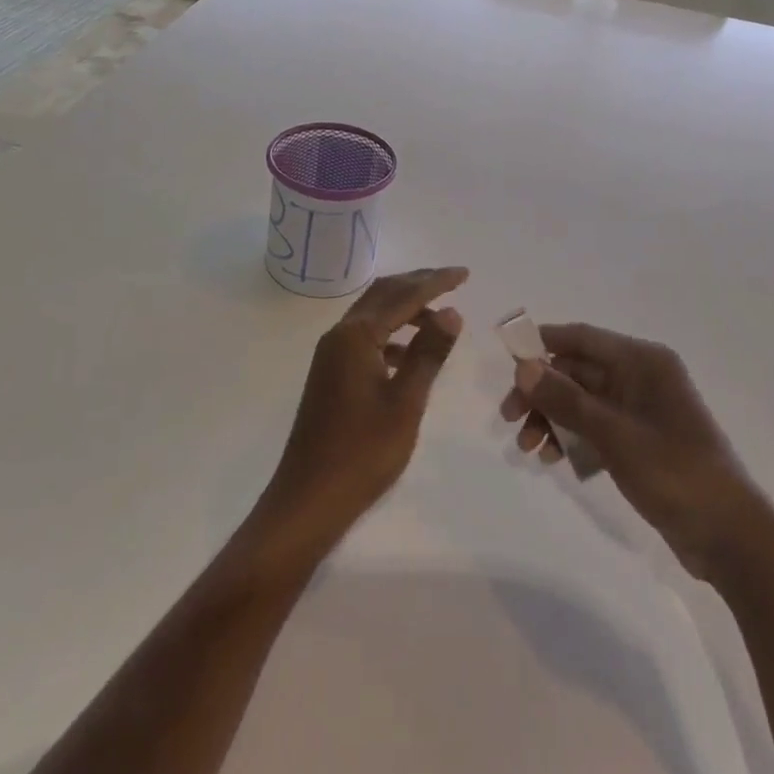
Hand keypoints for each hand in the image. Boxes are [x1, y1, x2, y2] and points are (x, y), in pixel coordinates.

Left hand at [252, 267, 468, 563]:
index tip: (465, 274)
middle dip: (418, 283)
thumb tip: (451, 311)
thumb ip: (428, 353)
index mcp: (356, 336)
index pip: (404, 295)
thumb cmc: (362, 453)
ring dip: (405, 308)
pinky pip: (365, 337)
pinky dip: (391, 333)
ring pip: (373, 314)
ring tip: (439, 318)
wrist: (308, 499)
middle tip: (453, 281)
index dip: (436, 282)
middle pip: (383, 294)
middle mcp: (340, 335)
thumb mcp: (406, 402)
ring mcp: (331, 354)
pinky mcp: (330, 373)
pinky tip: (409, 353)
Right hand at [501, 323, 763, 579]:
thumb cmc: (675, 473)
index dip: (543, 343)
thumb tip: (523, 367)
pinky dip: (572, 438)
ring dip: (552, 418)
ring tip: (527, 448)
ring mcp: (641, 410)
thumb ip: (566, 400)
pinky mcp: (640, 441)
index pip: (582, 338)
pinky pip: (595, 427)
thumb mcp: (615, 435)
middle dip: (542, 392)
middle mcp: (641, 377)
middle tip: (508, 417)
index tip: (507, 359)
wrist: (732, 538)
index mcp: (643, 361)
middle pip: (578, 371)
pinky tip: (551, 459)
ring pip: (582, 401)